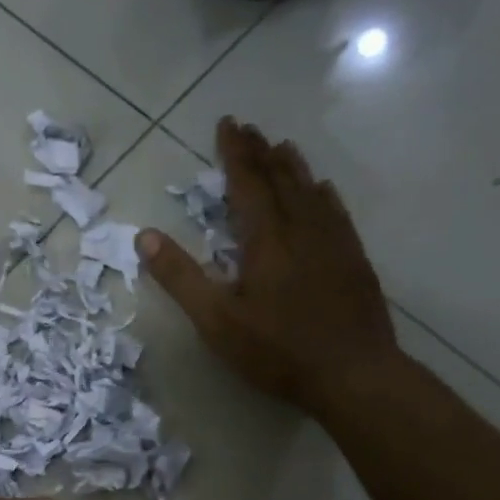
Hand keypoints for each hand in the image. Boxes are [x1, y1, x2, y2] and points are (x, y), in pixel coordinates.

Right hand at [135, 116, 399, 418]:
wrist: (354, 375)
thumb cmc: (277, 350)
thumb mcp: (216, 320)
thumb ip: (181, 277)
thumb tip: (145, 236)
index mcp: (267, 240)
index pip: (248, 183)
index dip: (235, 153)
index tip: (227, 124)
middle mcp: (302, 230)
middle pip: (281, 180)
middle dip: (261, 152)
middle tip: (248, 127)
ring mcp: (334, 244)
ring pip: (311, 191)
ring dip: (293, 167)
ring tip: (282, 146)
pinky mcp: (354, 260)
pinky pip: (336, 213)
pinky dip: (324, 194)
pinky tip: (323, 190)